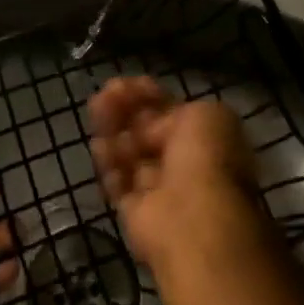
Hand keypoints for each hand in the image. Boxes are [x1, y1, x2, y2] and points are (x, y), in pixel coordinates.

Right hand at [88, 77, 271, 275]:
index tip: (128, 83)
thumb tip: (152, 125)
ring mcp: (159, 190)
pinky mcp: (135, 212)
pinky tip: (99, 144)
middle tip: (106, 92)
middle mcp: (184, 165)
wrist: (193, 220)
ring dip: (112, 129)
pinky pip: (118, 182)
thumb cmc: (205, 159)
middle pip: (147, 130)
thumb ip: (177, 110)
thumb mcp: (206, 115)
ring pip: (130, 152)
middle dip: (126, 108)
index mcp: (206, 141)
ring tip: (97, 108)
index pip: (172, 112)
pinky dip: (108, 163)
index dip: (149, 96)